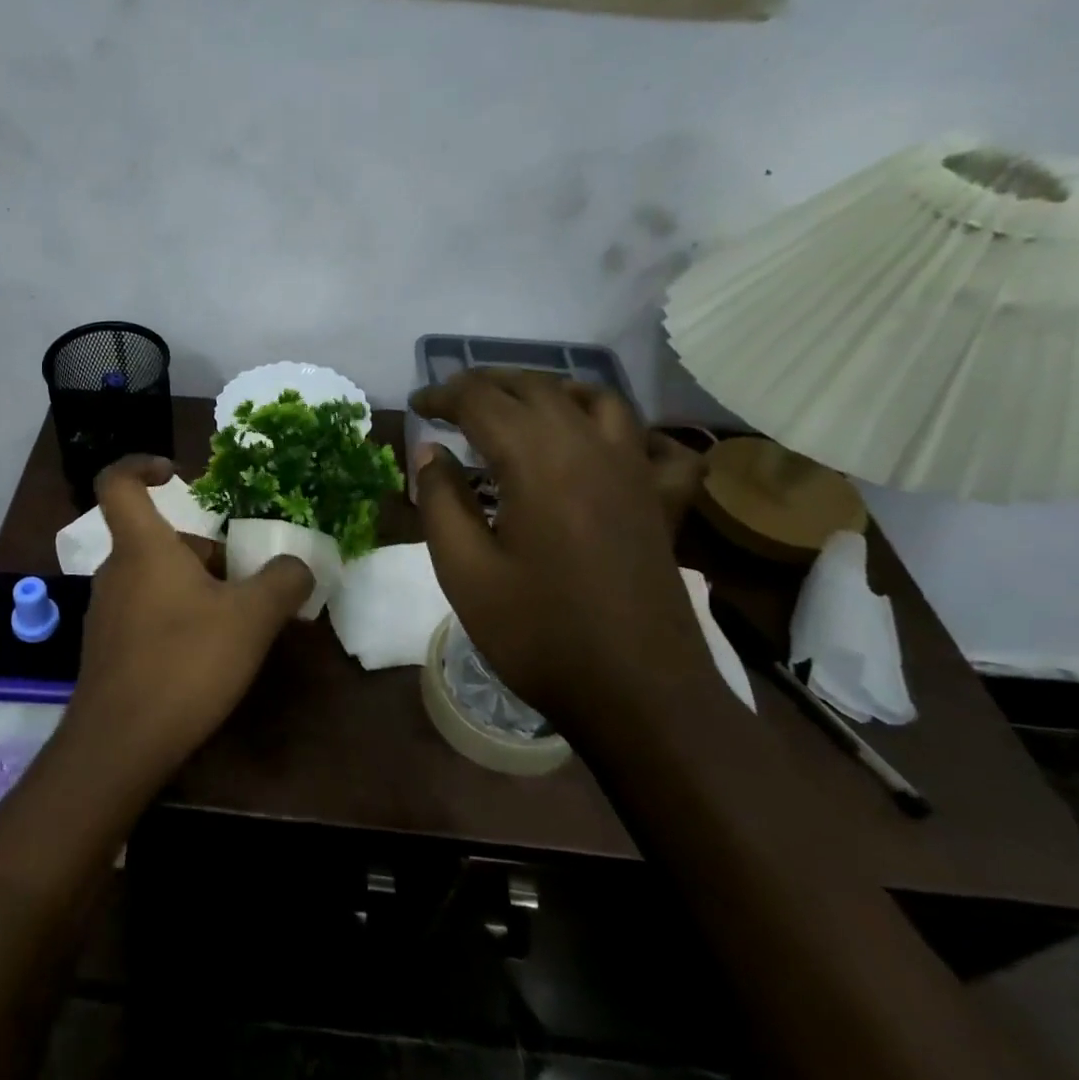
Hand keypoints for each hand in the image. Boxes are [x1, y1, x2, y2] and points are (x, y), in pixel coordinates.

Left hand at [63, 456, 313, 787]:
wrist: (120, 745)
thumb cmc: (184, 662)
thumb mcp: (251, 618)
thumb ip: (282, 582)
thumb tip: (299, 565)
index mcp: (141, 546)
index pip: (117, 482)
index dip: (141, 465)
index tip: (176, 473)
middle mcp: (115, 571)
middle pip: (158, 540)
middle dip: (204, 552)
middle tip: (245, 582)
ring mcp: (106, 612)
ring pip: (155, 578)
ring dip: (195, 588)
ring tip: (236, 624)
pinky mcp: (108, 649)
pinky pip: (146, 613)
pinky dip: (177, 618)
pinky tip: (205, 658)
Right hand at [409, 370, 709, 724]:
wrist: (637, 695)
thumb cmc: (539, 633)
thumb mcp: (464, 570)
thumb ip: (440, 500)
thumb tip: (430, 451)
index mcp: (537, 459)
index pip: (480, 400)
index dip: (442, 395)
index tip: (416, 407)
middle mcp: (590, 447)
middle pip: (534, 388)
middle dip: (486, 385)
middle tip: (451, 402)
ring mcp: (636, 471)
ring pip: (595, 398)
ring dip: (549, 390)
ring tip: (518, 407)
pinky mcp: (662, 502)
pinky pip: (656, 445)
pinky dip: (628, 431)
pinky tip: (606, 445)